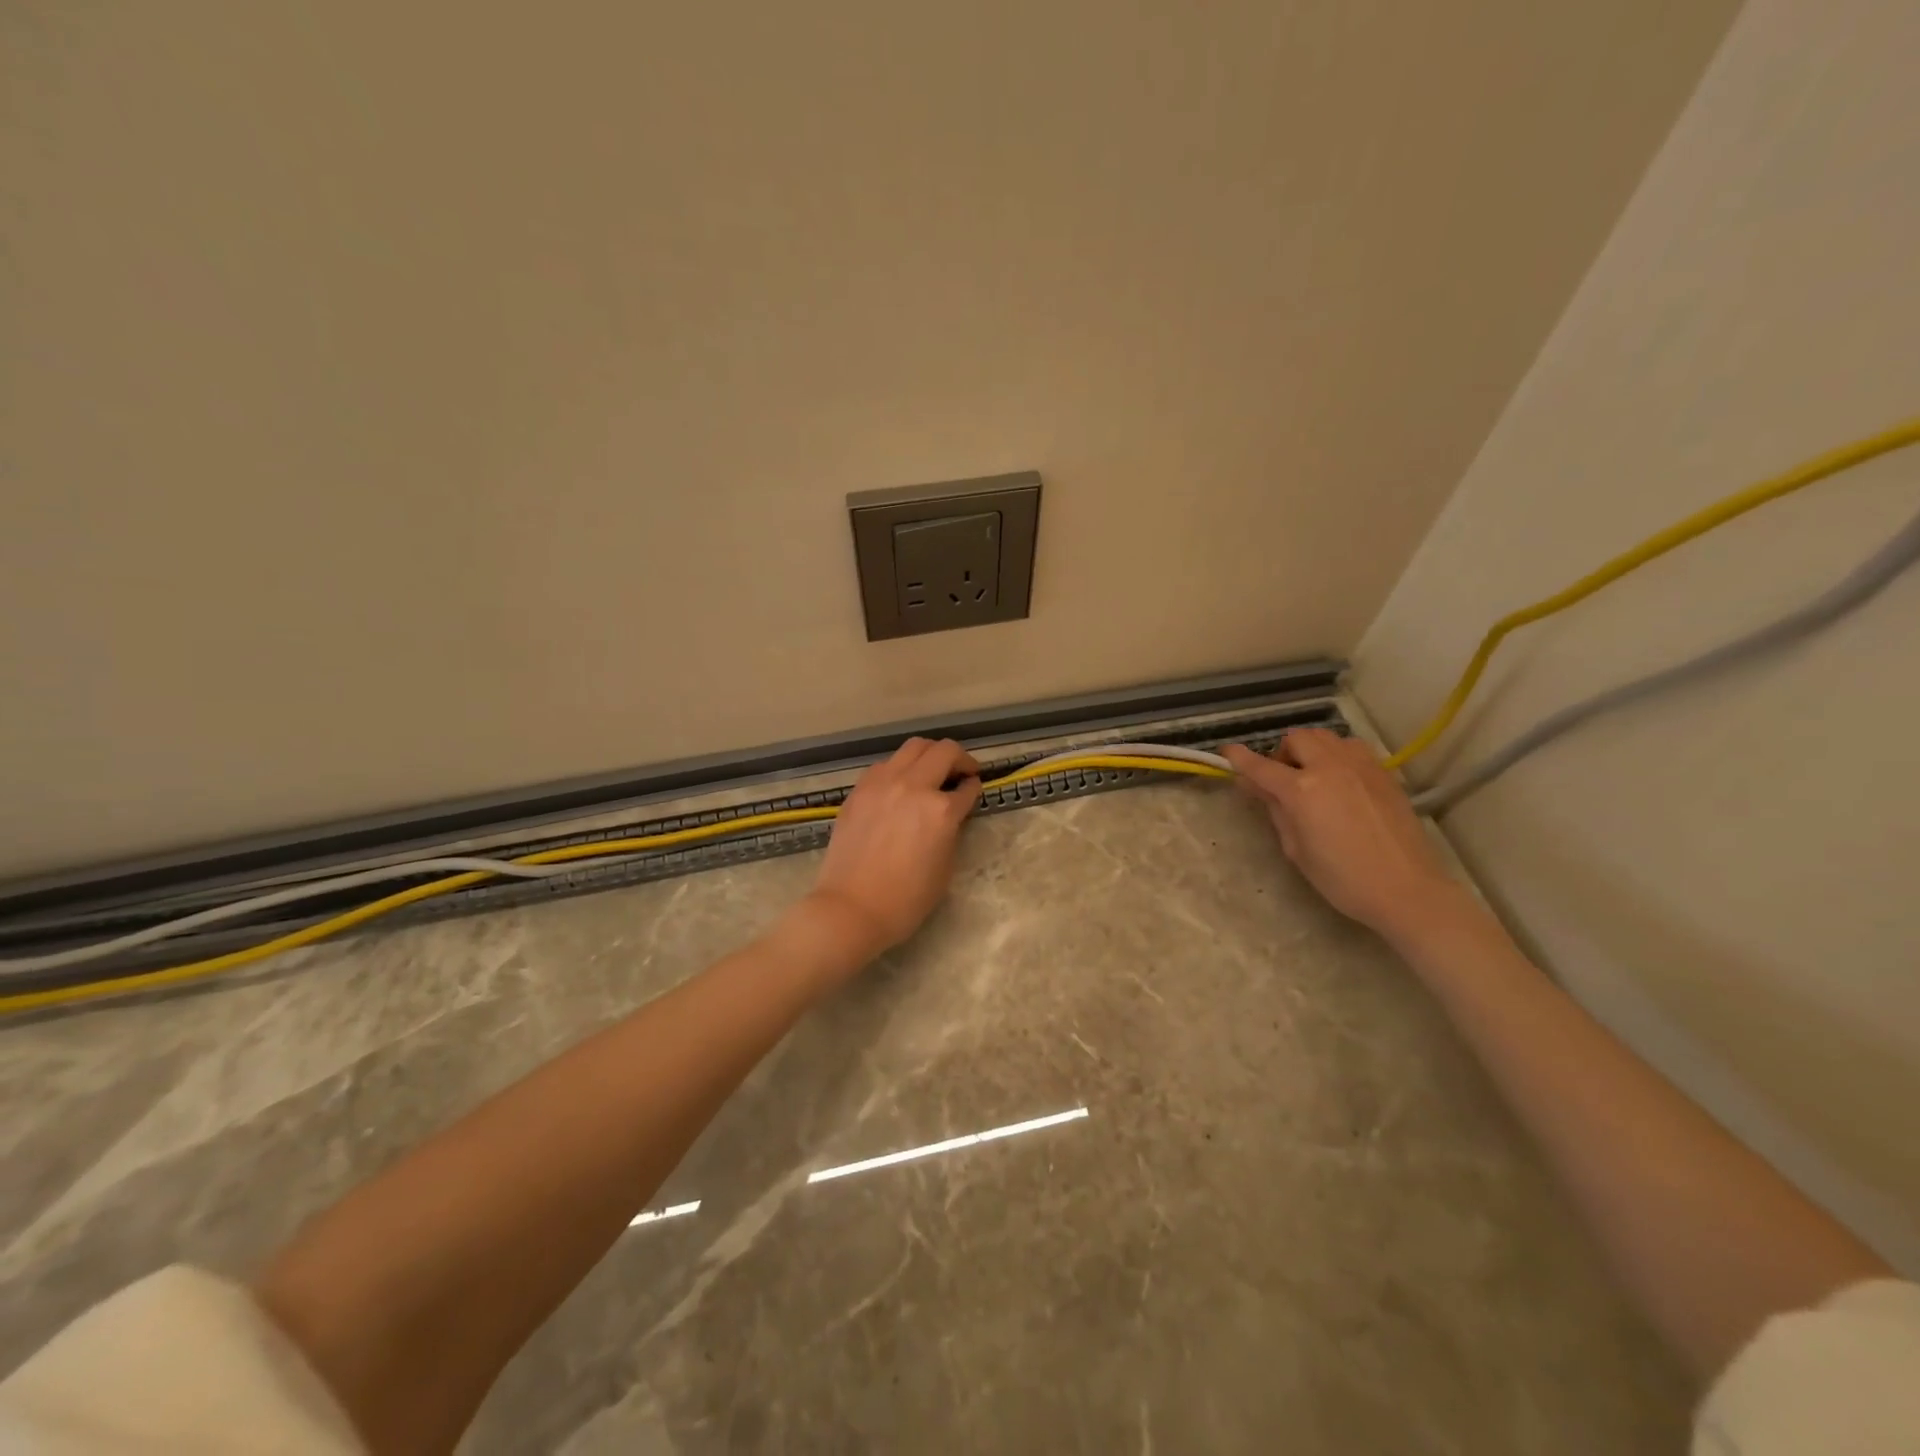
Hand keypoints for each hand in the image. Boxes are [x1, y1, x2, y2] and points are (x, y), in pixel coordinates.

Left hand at [805, 737, 982, 960]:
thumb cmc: (906, 900)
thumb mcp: (945, 867)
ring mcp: (882, 783)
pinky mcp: (860, 789)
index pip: (967, 787)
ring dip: (930, 755)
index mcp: (941, 811)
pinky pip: (886, 764)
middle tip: (962, 773)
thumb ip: (951, 831)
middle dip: (959, 759)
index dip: (975, 787)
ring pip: (913, 747)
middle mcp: (913, 786)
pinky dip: (900, 768)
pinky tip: (900, 786)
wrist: (851, 908)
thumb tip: (951, 813)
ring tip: (931, 772)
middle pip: (944, 750)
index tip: (974, 789)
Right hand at [1223, 729, 1455, 936]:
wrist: (1407, 889)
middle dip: (1282, 753)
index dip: (1240, 758)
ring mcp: (1360, 766)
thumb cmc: (1342, 879)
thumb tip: (1255, 786)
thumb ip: (1275, 811)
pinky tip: (1340, 781)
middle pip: (1296, 739)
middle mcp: (1330, 768)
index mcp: (1302, 791)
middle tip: (1281, 779)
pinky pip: (1351, 748)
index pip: (1261, 766)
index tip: (1227, 752)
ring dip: (1311, 750)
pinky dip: (1336, 755)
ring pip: (1326, 738)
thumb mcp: (1296, 849)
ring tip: (1312, 775)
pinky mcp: (1383, 773)